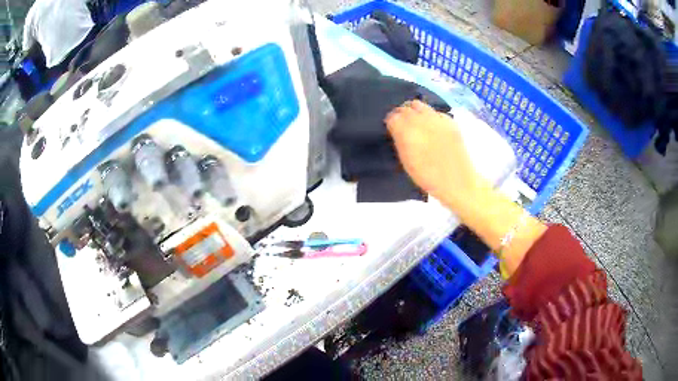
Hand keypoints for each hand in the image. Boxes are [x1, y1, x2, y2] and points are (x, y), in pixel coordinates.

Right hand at [385, 100, 482, 206]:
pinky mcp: (449, 120)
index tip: (390, 128)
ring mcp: (436, 118)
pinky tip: (432, 126)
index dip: (390, 122)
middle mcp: (420, 120)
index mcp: (406, 132)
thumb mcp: (406, 161)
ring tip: (415, 120)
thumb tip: (396, 130)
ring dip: (413, 110)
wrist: (457, 180)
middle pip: (405, 108)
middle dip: (400, 113)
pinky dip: (429, 115)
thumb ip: (399, 141)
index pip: (392, 117)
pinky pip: (434, 111)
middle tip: (401, 123)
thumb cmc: (428, 177)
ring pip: (419, 104)